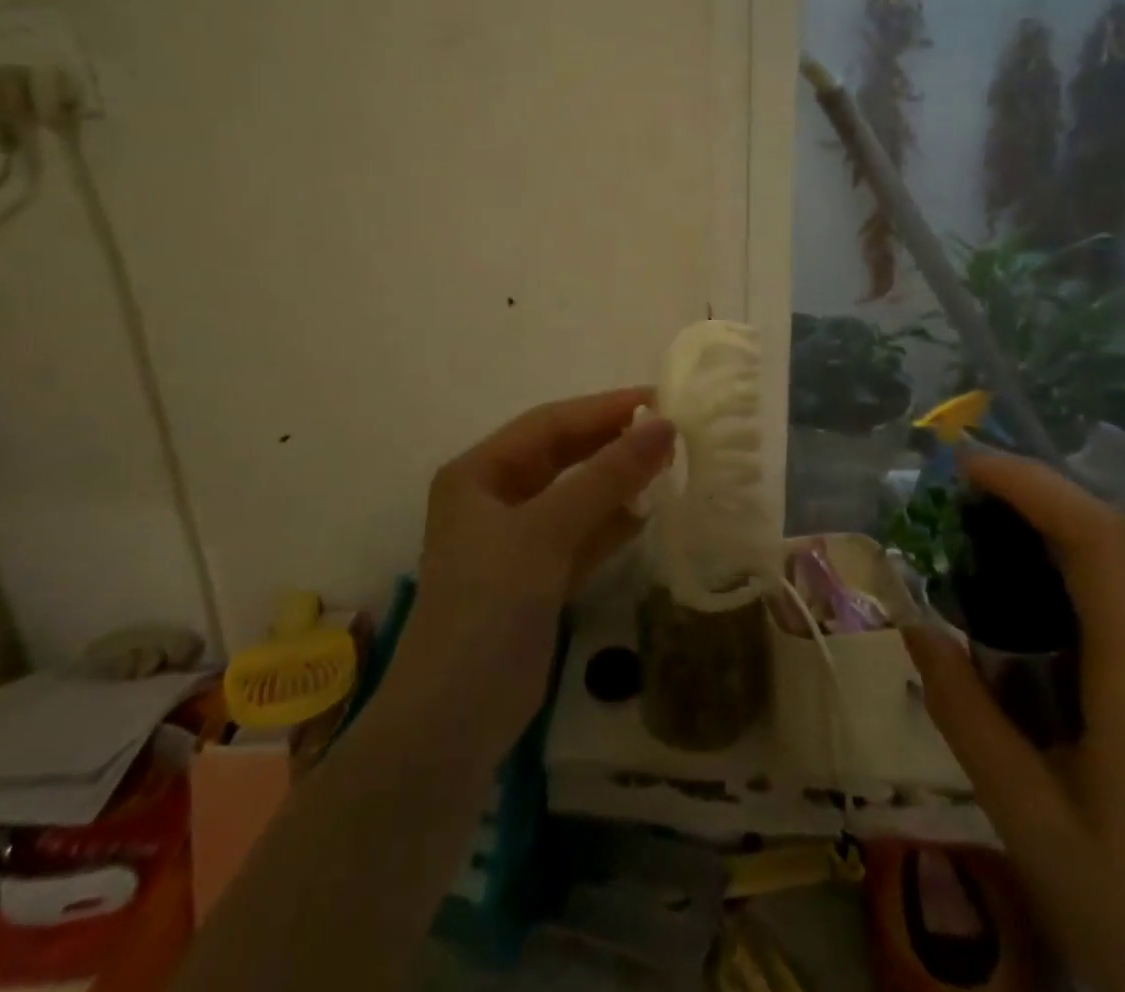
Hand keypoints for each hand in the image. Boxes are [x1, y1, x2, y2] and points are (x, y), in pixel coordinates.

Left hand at [391, 388, 676, 757]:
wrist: (453, 724)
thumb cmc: (489, 608)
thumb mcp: (546, 532)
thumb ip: (607, 478)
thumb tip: (665, 426)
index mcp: (479, 473)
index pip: (548, 424)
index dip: (603, 409)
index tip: (661, 400)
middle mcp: (494, 498)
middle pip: (562, 456)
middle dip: (612, 442)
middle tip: (671, 431)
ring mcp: (516, 541)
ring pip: (575, 495)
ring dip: (616, 482)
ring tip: (669, 465)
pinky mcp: (536, 578)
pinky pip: (581, 535)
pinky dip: (611, 524)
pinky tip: (648, 513)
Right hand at [904, 453, 1124, 991]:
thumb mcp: (1027, 816)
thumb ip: (963, 711)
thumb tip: (913, 627)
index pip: (1095, 537)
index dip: (1030, 484)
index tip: (964, 467)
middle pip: (1103, 549)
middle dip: (1023, 514)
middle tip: (947, 520)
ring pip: (1114, 585)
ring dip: (1042, 561)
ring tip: (971, 577)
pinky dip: (1068, 603)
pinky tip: (1025, 646)